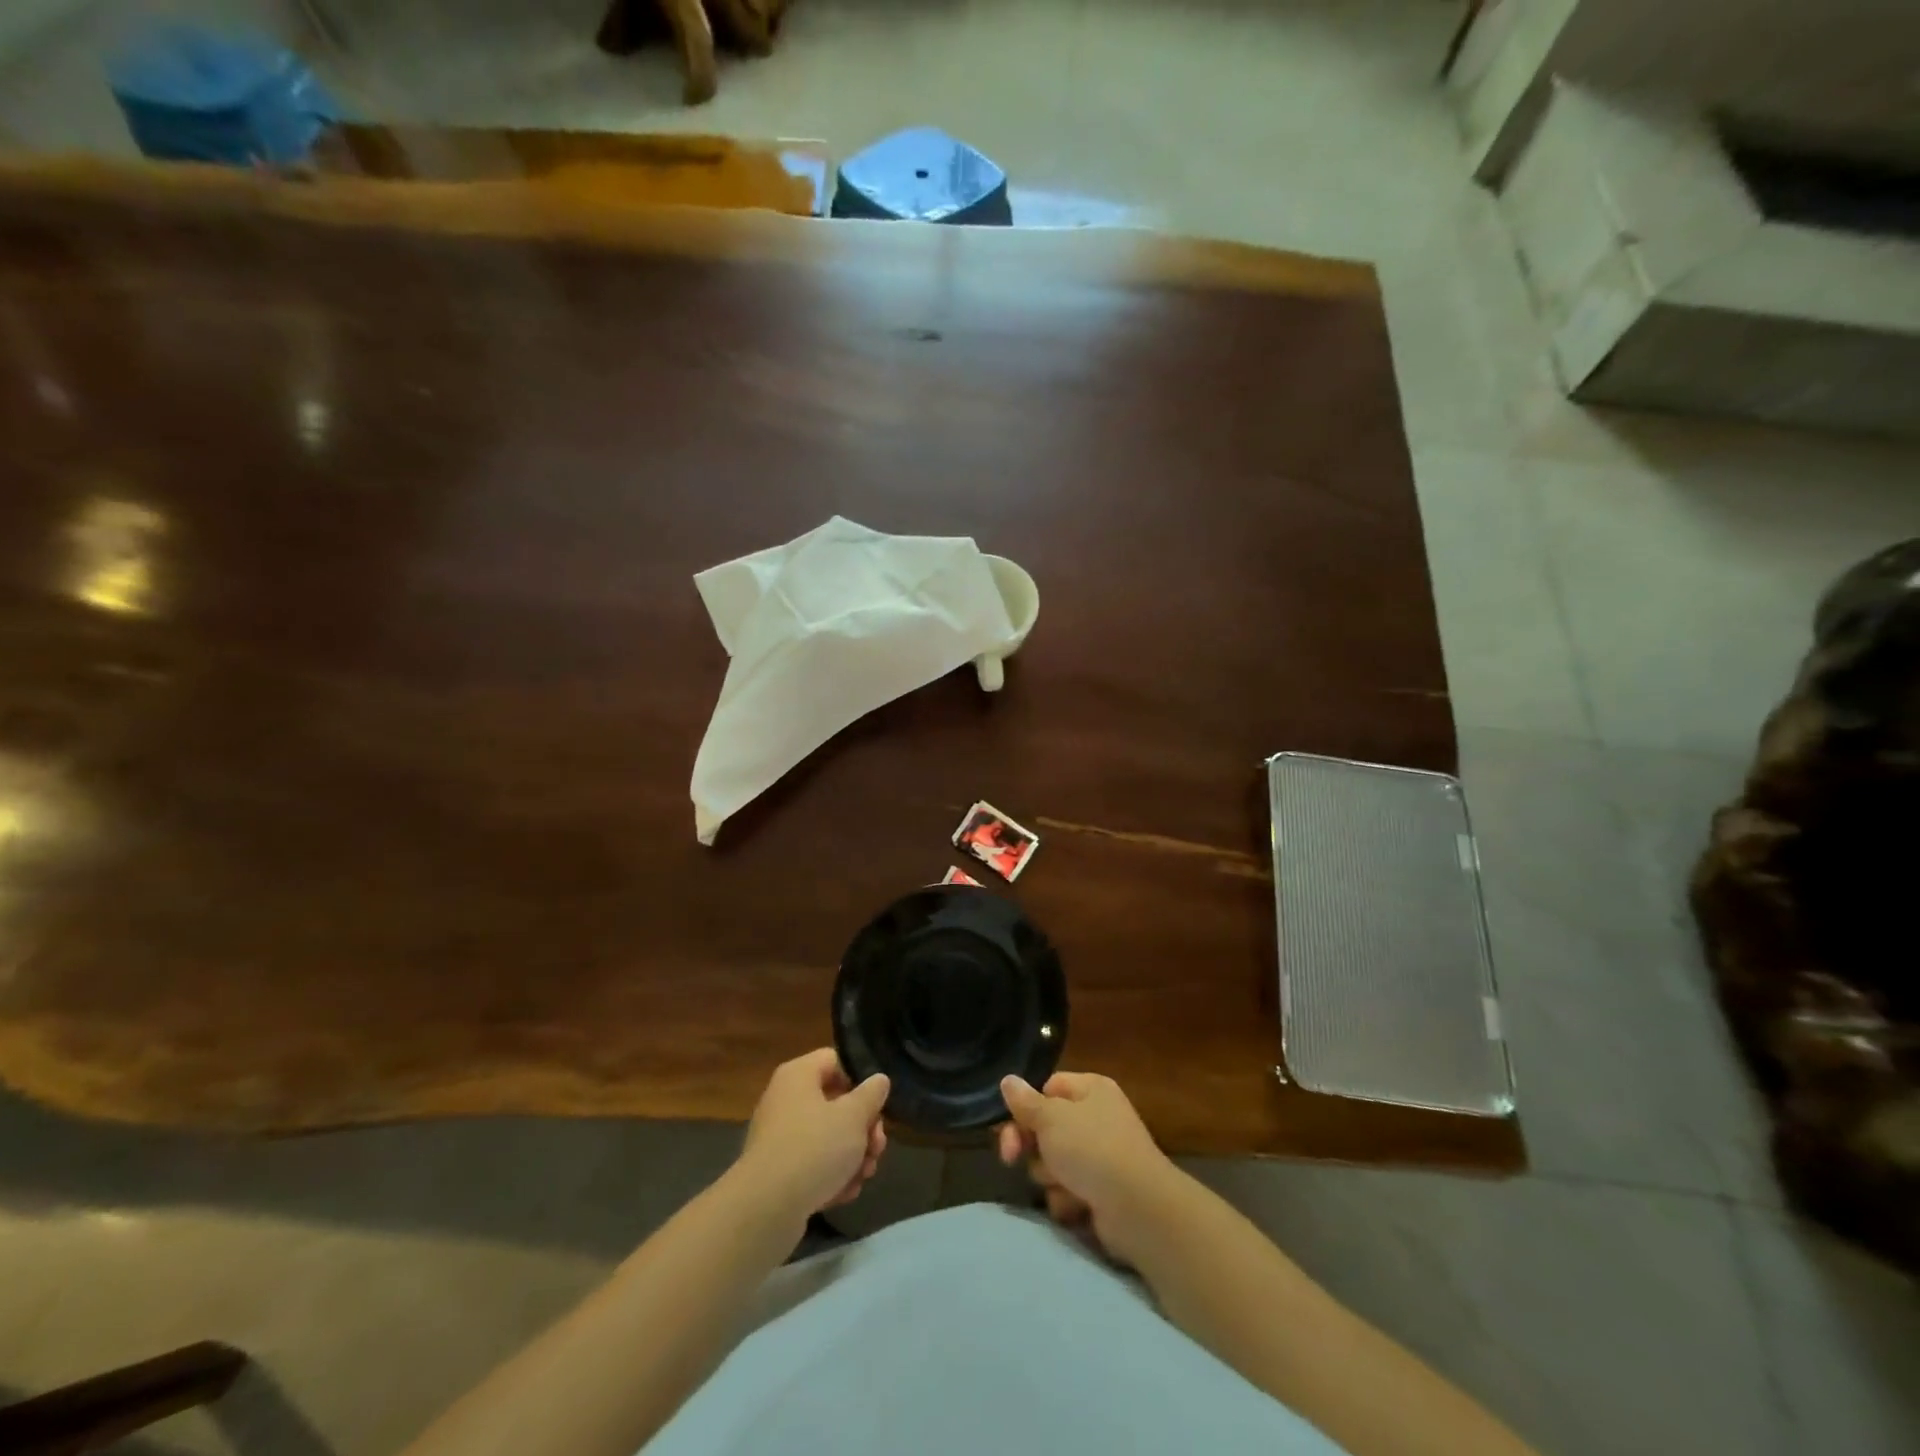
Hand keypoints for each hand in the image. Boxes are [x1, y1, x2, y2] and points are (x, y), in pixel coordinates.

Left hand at [738, 1049, 889, 1218]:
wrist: (765, 1209)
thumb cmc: (814, 1148)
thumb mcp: (853, 1117)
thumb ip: (871, 1095)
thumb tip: (878, 1080)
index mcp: (798, 1075)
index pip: (834, 1060)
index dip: (859, 1080)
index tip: (876, 1105)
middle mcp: (785, 1100)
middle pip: (835, 1103)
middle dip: (862, 1128)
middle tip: (877, 1148)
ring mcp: (779, 1138)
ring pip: (827, 1138)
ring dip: (852, 1156)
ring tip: (864, 1176)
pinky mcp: (778, 1172)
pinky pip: (812, 1165)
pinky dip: (831, 1176)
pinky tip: (845, 1193)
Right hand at [997, 1071, 1180, 1265]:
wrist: (1139, 1209)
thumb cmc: (1093, 1149)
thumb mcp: (1051, 1119)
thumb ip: (1025, 1102)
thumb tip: (1007, 1080)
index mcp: (1091, 1089)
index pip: (1048, 1088)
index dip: (1027, 1107)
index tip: (1010, 1125)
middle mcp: (1098, 1118)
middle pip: (1047, 1127)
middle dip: (1031, 1146)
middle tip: (1012, 1157)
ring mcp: (1102, 1156)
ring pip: (1054, 1162)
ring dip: (1050, 1176)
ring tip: (1064, 1184)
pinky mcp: (1103, 1192)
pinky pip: (1070, 1190)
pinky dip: (1068, 1199)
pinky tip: (1077, 1205)